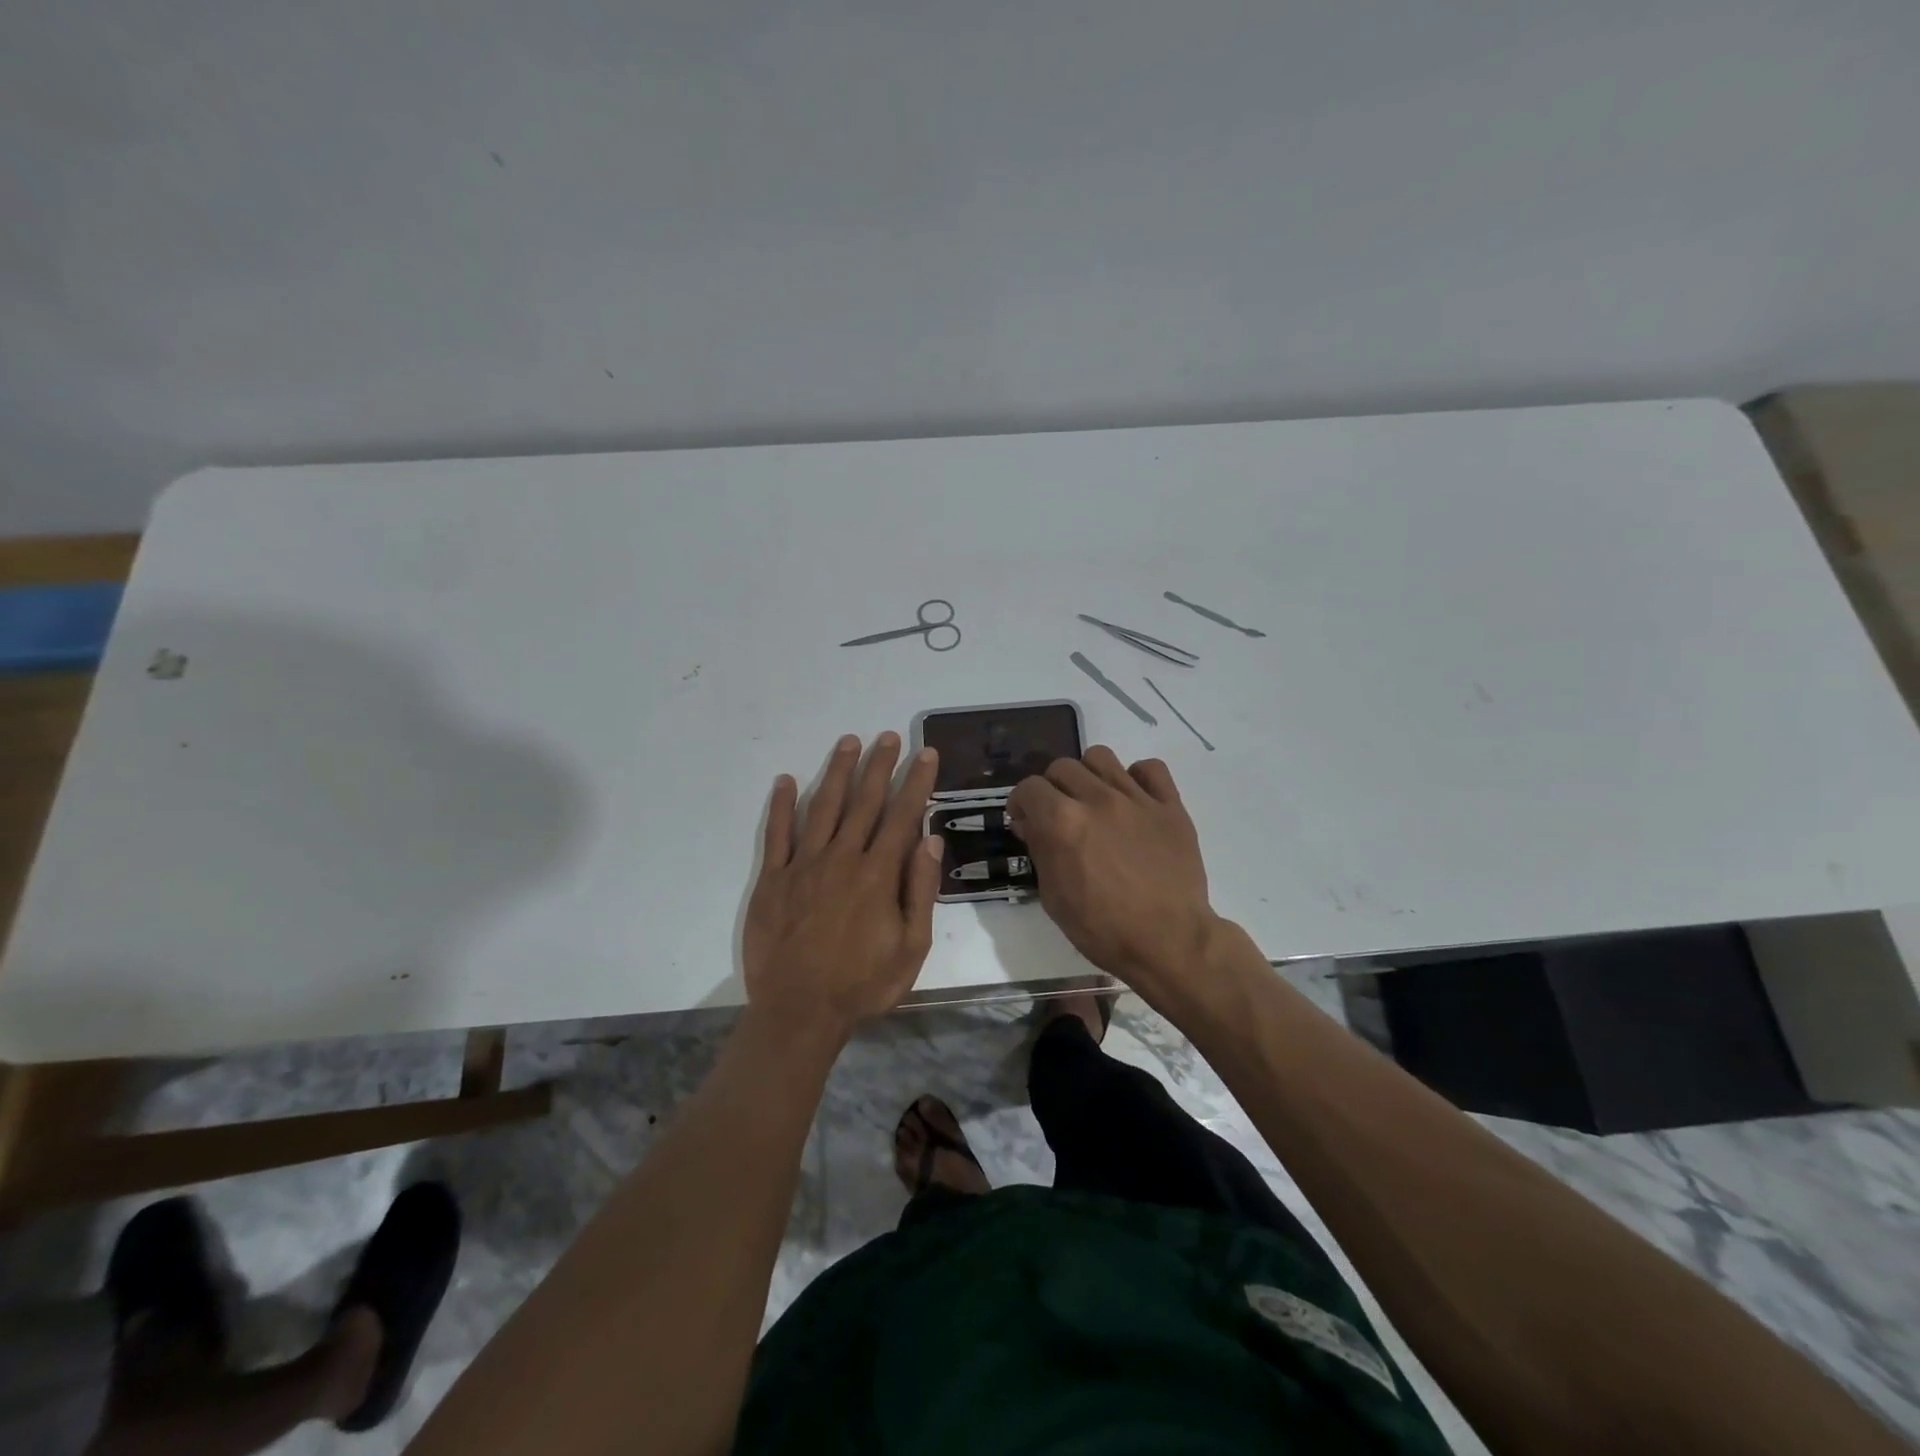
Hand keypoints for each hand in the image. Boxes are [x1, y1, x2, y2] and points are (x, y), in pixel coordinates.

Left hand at [744, 732, 943, 1040]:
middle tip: (889, 736)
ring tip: (849, 742)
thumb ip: (920, 891)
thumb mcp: (911, 947)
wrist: (799, 1011)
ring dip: (838, 772)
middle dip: (880, 766)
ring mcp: (804, 865)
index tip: (926, 754)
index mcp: (878, 874)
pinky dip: (782, 805)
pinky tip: (788, 780)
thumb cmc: (863, 984)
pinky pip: (777, 834)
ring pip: (824, 807)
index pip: (902, 816)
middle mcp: (842, 858)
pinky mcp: (773, 879)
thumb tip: (930, 841)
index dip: (916, 782)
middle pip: (864, 802)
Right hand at [1007, 746, 1218, 991]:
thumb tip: (1030, 824)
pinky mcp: (1170, 806)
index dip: (1021, 803)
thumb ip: (1040, 851)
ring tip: (1093, 800)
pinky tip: (1133, 799)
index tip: (1025, 820)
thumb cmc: (1103, 929)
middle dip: (1052, 788)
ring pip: (1101, 757)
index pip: (1029, 788)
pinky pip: (1151, 768)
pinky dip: (1137, 777)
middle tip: (1058, 814)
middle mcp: (1097, 799)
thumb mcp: (1054, 897)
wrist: (1169, 942)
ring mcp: (1137, 799)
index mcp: (1063, 822)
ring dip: (1088, 775)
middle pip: (1062, 767)